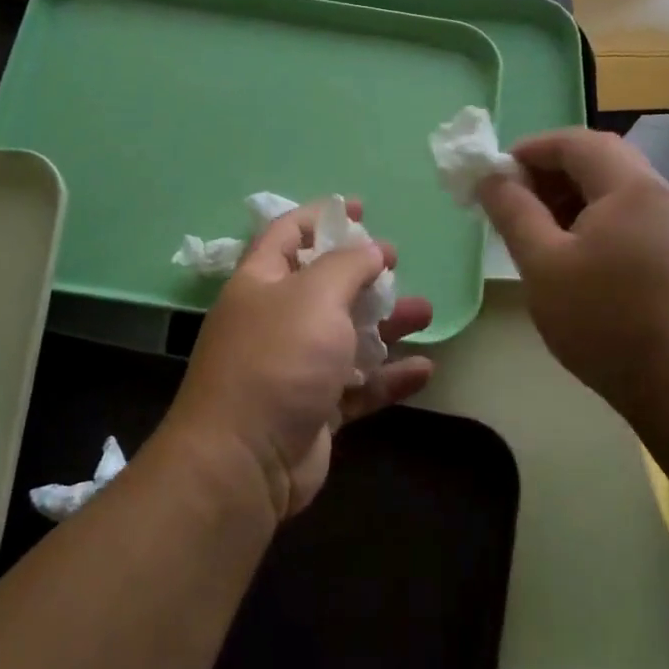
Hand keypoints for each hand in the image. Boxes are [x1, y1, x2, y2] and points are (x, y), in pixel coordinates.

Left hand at [160, 200, 434, 520]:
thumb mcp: (315, 296)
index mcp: (261, 283)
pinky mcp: (316, 409)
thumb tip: (372, 249)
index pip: (287, 234)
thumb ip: (348, 265)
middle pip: (324, 286)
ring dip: (385, 325)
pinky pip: (358, 386)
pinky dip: (388, 378)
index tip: (360, 208)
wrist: (245, 460)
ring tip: (423, 313)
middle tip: (397, 266)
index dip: (321, 216)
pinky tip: (423, 371)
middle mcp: (275, 321)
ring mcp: (295, 368)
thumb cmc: (279, 360)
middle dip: (362, 274)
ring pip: (347, 337)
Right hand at [477, 129, 668, 429]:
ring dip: (567, 198)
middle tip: (510, 203)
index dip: (529, 150)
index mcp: (628, 186)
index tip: (494, 176)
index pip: (574, 142)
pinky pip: (624, 218)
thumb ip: (514, 212)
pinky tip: (567, 256)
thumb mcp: (544, 264)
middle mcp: (657, 194)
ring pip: (611, 191)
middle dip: (548, 173)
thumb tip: (491, 176)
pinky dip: (589, 221)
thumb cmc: (605, 320)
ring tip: (532, 230)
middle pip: (597, 161)